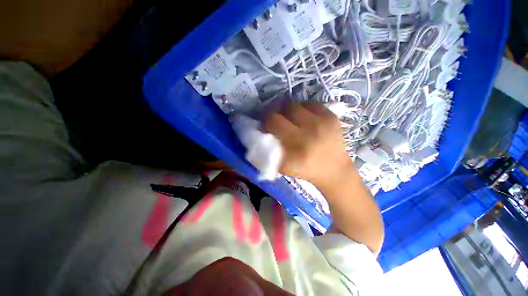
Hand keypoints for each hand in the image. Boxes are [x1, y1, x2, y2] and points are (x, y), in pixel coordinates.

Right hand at [264, 102, 383, 253]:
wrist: (335, 169)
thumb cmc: (305, 169)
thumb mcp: (283, 167)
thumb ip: (268, 151)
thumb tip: (258, 132)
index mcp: (294, 152)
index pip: (271, 124)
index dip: (264, 122)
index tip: (265, 126)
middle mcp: (308, 136)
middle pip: (280, 113)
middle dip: (273, 116)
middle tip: (276, 121)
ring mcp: (322, 124)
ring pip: (293, 105)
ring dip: (287, 112)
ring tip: (291, 120)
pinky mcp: (331, 117)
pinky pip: (309, 104)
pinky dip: (303, 110)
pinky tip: (305, 119)